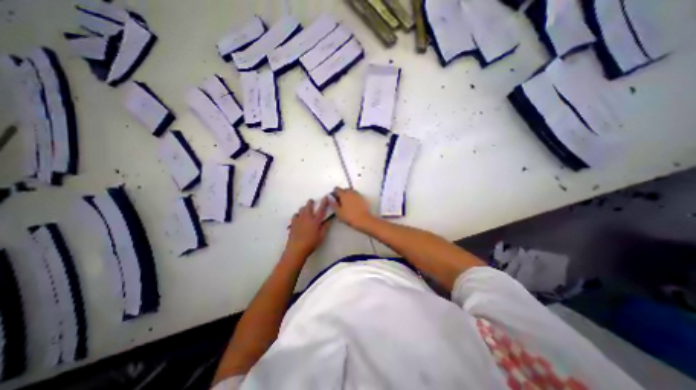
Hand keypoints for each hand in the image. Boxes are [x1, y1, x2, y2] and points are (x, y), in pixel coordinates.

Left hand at [287, 198, 331, 258]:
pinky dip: (297, 214)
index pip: (321, 209)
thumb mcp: (321, 236)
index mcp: (315, 221)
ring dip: (304, 208)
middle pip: (308, 206)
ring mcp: (298, 220)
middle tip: (312, 201)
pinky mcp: (293, 223)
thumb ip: (325, 227)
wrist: (296, 249)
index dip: (324, 203)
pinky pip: (295, 215)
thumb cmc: (311, 243)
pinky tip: (298, 217)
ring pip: (301, 209)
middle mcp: (307, 218)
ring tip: (306, 210)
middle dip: (310, 202)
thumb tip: (329, 220)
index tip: (325, 197)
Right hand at [332, 187, 375, 231]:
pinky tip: (353, 205)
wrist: (364, 220)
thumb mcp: (338, 212)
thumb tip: (329, 198)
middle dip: (342, 193)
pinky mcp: (362, 198)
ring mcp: (357, 194)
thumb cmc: (349, 216)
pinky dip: (353, 198)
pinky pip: (356, 195)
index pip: (337, 189)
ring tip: (346, 204)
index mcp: (344, 194)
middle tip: (340, 202)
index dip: (334, 193)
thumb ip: (333, 204)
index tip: (334, 198)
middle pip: (345, 189)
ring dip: (348, 195)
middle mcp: (351, 192)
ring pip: (351, 192)